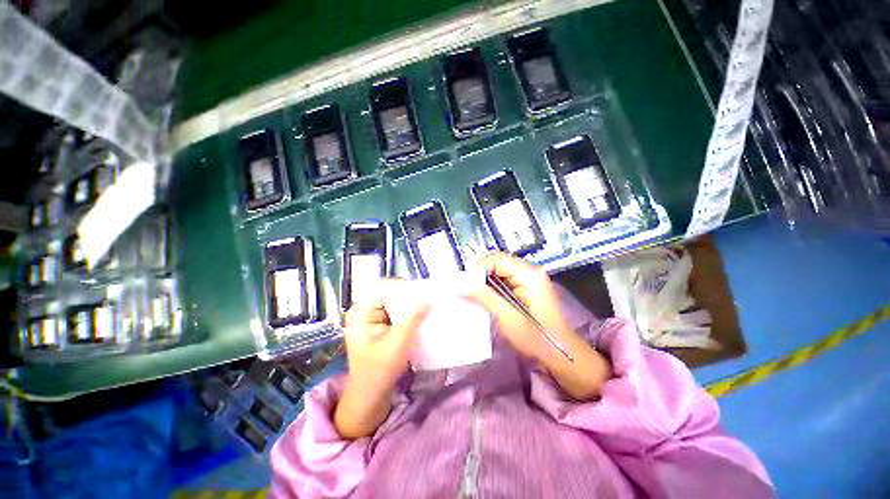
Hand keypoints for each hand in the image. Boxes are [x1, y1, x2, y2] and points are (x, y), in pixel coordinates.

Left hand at [334, 283, 428, 438]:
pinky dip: (409, 317)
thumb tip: (428, 300)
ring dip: (411, 307)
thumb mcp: (397, 343)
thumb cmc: (379, 371)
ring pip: (395, 306)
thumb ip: (412, 319)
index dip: (403, 287)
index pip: (384, 289)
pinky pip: (397, 316)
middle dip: (409, 298)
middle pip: (390, 296)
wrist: (370, 399)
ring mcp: (373, 321)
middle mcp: (365, 312)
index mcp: (361, 312)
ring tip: (429, 305)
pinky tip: (422, 317)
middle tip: (429, 297)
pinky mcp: (381, 329)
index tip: (422, 290)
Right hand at [465, 253, 611, 399]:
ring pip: (500, 271)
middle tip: (468, 290)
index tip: (466, 285)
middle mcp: (530, 271)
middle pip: (498, 263)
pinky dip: (493, 287)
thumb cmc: (536, 338)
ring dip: (486, 282)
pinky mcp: (528, 288)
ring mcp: (530, 279)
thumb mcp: (507, 317)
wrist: (561, 355)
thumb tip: (459, 282)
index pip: (496, 259)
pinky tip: (487, 299)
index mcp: (529, 274)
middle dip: (481, 275)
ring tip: (475, 296)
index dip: (478, 269)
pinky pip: (505, 280)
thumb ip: (483, 297)